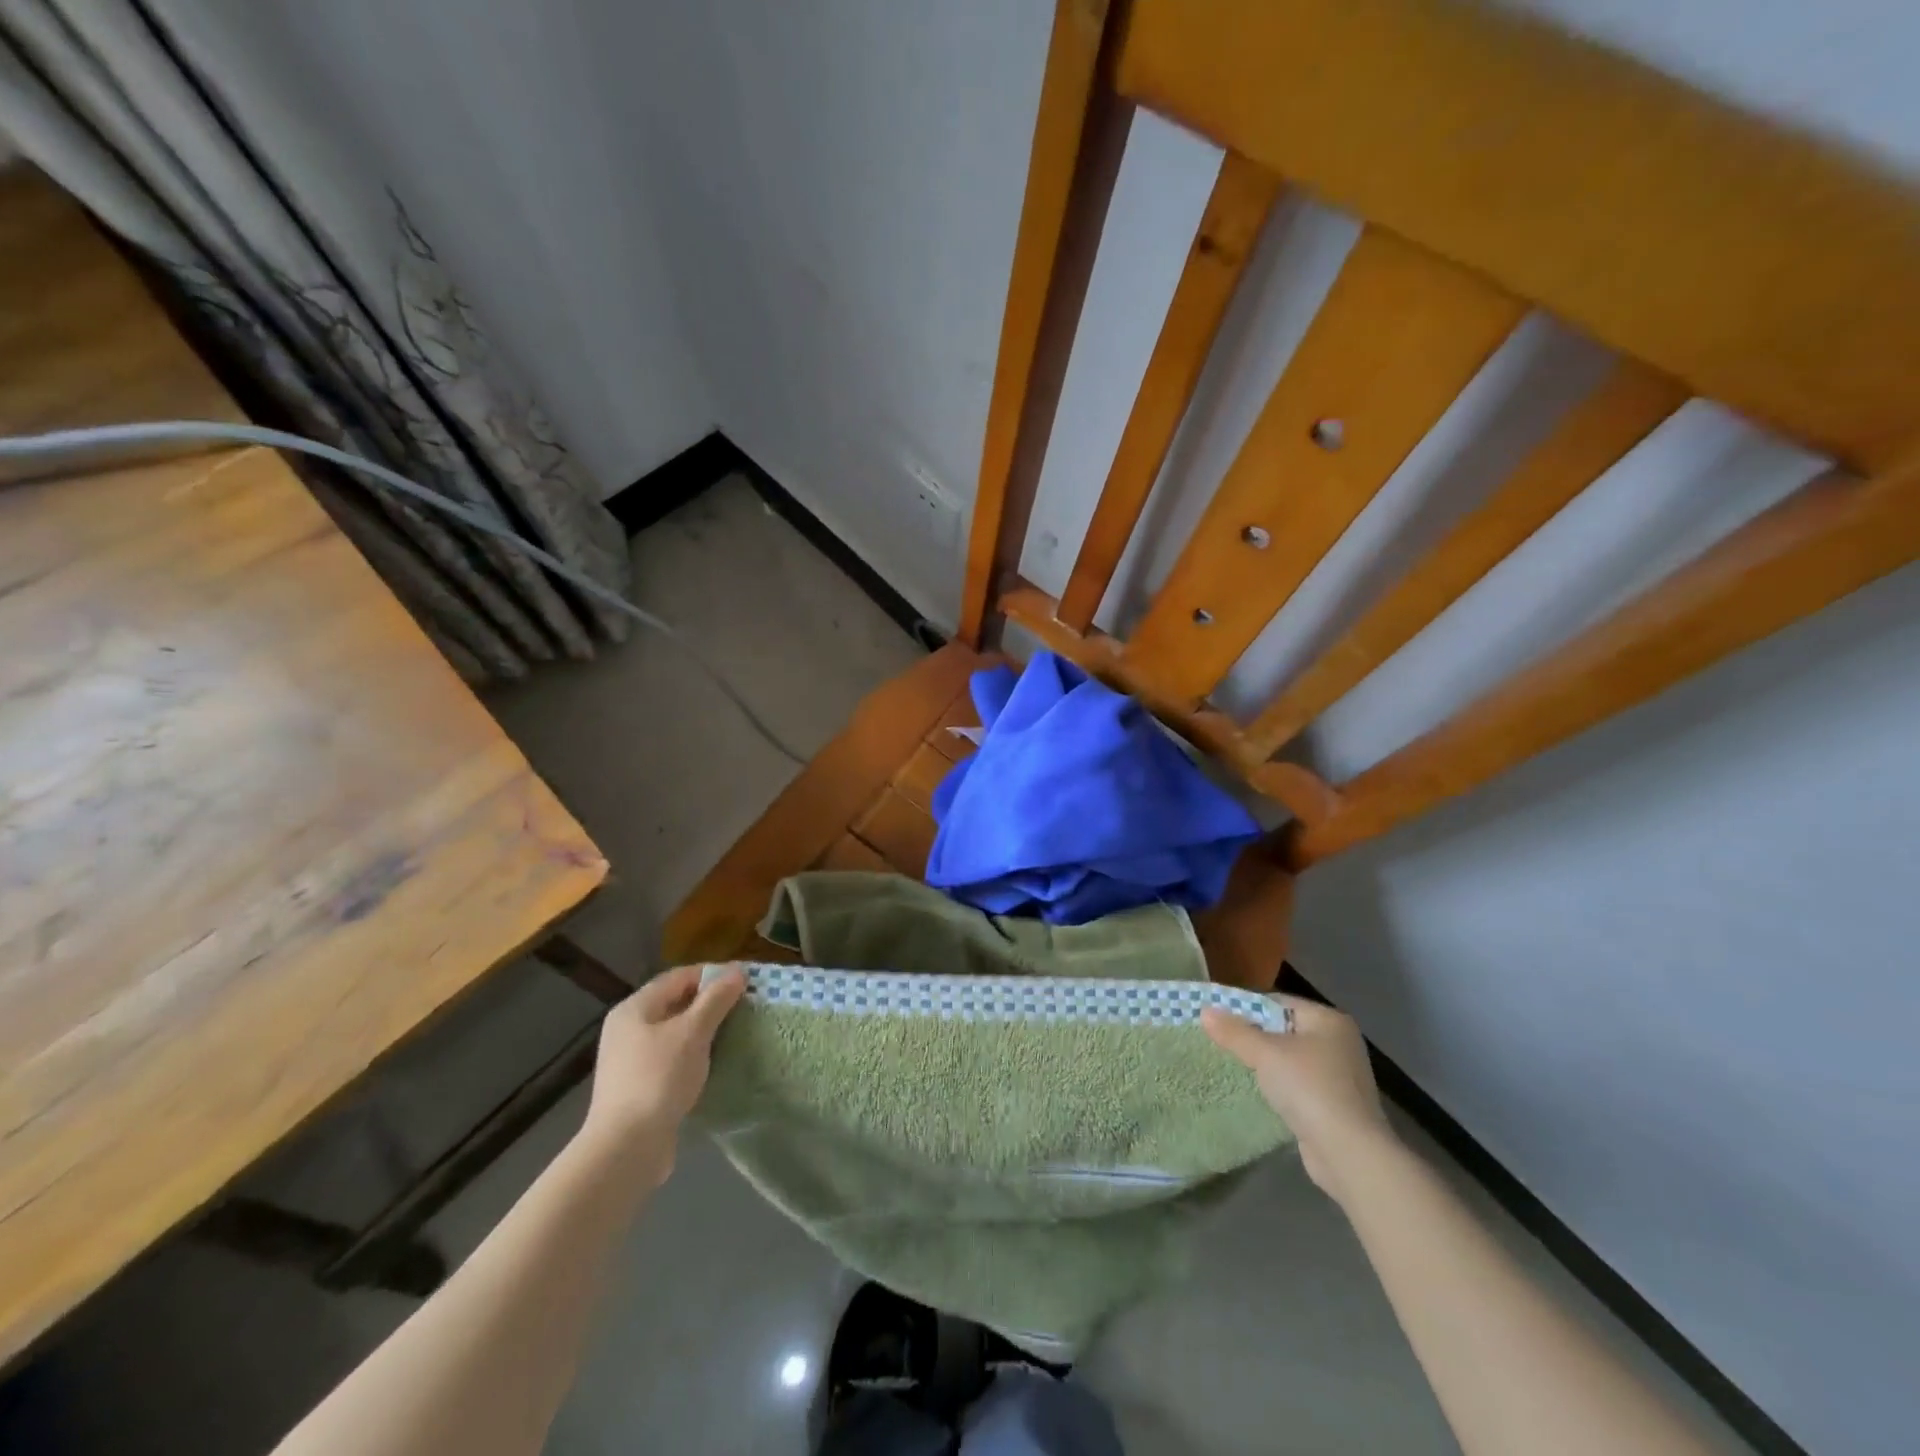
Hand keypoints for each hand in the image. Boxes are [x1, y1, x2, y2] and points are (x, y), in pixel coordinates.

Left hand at [579, 964, 745, 1178]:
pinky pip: (672, 1058)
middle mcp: (627, 1029)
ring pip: (675, 1033)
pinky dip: (694, 1054)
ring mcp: (630, 1060)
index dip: (712, 974)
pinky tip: (715, 1062)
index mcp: (634, 1008)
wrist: (626, 1148)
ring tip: (735, 1032)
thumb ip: (716, 999)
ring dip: (704, 1030)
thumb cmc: (659, 1078)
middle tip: (744, 1006)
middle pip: (675, 1003)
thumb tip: (737, 971)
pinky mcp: (639, 1086)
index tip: (745, 981)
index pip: (679, 977)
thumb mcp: (693, 1033)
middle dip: (710, 1002)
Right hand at [1202, 995, 1396, 1205]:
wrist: (1349, 1154)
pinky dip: (1280, 1086)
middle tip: (1223, 1043)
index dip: (1246, 1009)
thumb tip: (1205, 1011)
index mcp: (1329, 1020)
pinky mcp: (1336, 1104)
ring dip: (1266, 1064)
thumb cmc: (1308, 1089)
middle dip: (1254, 1037)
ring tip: (1237, 1067)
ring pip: (1291, 1058)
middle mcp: (1339, 1042)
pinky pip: (1299, 1084)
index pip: (1278, 1002)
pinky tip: (1261, 1093)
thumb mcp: (1264, 1054)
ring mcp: (1341, 1075)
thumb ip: (1234, 1032)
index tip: (1219, 1020)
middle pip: (1284, 1029)